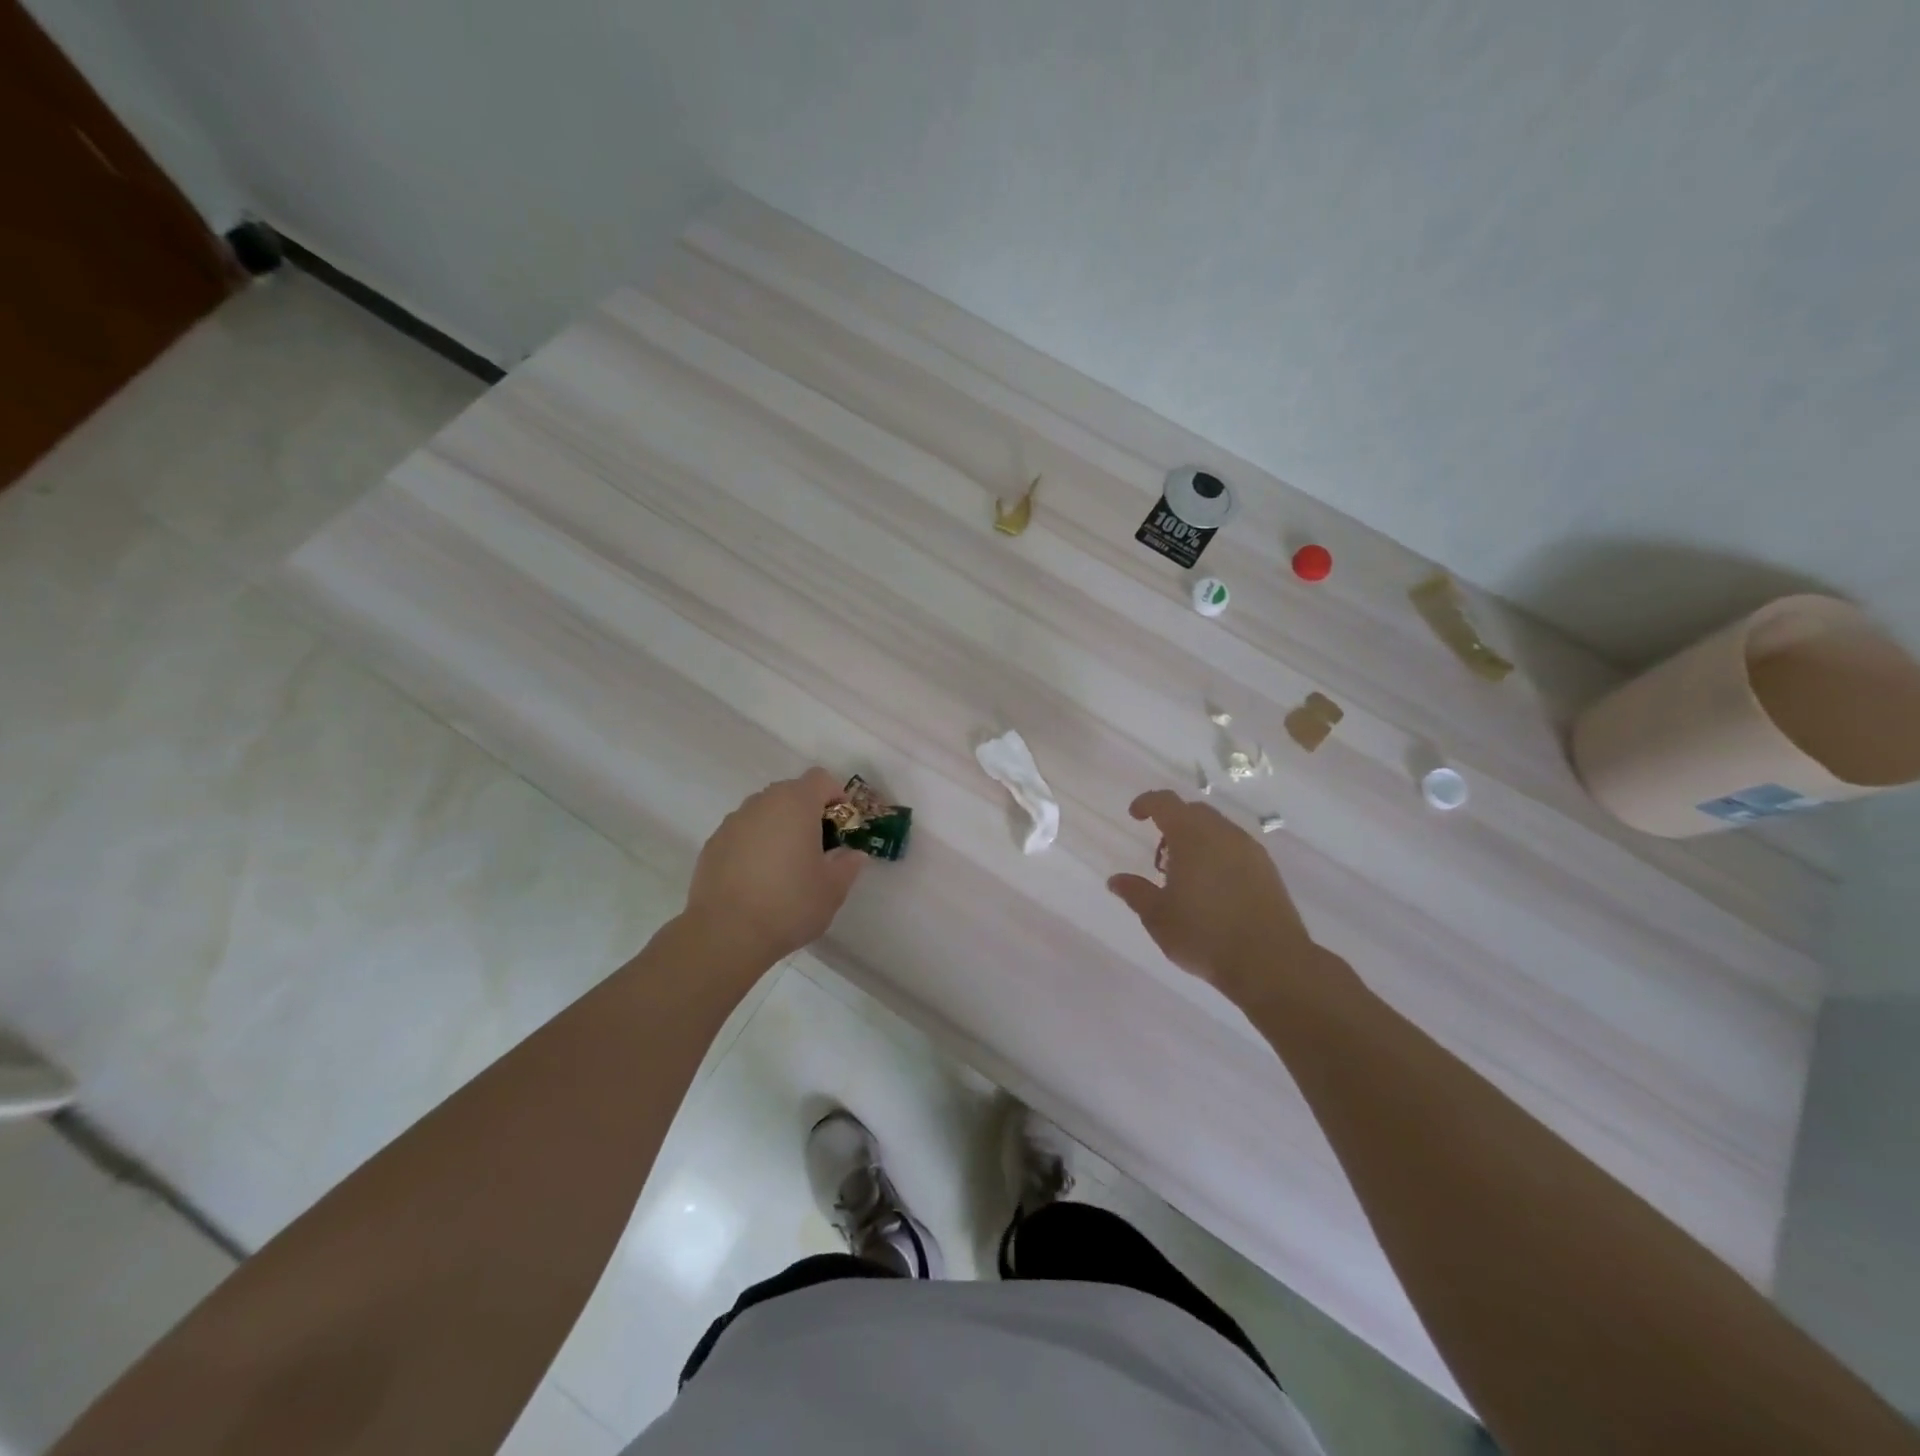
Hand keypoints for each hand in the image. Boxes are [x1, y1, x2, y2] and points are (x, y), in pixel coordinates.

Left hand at [684, 768, 866, 966]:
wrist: (725, 933)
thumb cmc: (789, 904)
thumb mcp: (833, 889)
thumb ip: (848, 865)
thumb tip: (853, 854)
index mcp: (796, 804)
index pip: (820, 779)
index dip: (836, 795)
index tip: (841, 825)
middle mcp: (762, 803)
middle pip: (791, 792)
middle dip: (807, 812)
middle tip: (818, 846)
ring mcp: (733, 822)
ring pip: (764, 812)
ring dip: (779, 827)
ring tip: (785, 865)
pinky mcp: (713, 844)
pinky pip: (742, 833)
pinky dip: (754, 844)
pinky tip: (758, 878)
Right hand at [1108, 790, 1328, 1006]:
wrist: (1270, 962)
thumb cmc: (1204, 935)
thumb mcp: (1158, 917)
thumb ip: (1135, 892)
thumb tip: (1116, 880)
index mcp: (1191, 836)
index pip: (1165, 803)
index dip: (1147, 803)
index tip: (1134, 815)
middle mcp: (1223, 833)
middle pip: (1193, 812)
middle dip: (1172, 823)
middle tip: (1161, 857)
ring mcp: (1250, 850)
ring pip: (1217, 829)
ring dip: (1197, 839)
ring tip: (1187, 875)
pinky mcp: (1268, 869)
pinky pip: (1236, 847)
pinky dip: (1218, 854)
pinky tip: (1214, 887)